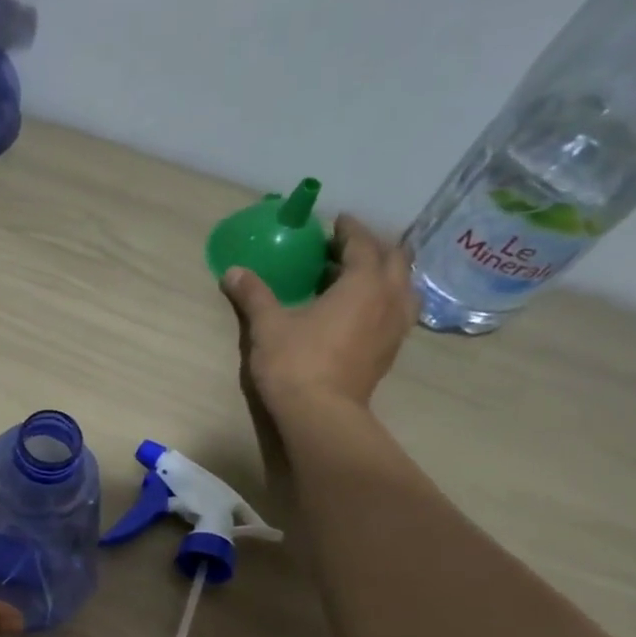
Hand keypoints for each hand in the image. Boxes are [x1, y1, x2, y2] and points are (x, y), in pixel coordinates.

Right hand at [221, 214, 416, 414]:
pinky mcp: (390, 351)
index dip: (349, 230)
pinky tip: (363, 310)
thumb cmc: (295, 362)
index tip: (337, 222)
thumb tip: (233, 272)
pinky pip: (398, 311)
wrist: (320, 414)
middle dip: (373, 248)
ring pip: (403, 286)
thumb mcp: (268, 325)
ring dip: (386, 274)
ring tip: (360, 276)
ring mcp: (396, 326)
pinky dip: (385, 300)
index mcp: (363, 283)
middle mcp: (389, 298)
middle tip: (348, 247)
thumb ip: (254, 295)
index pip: (363, 244)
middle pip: (394, 259)